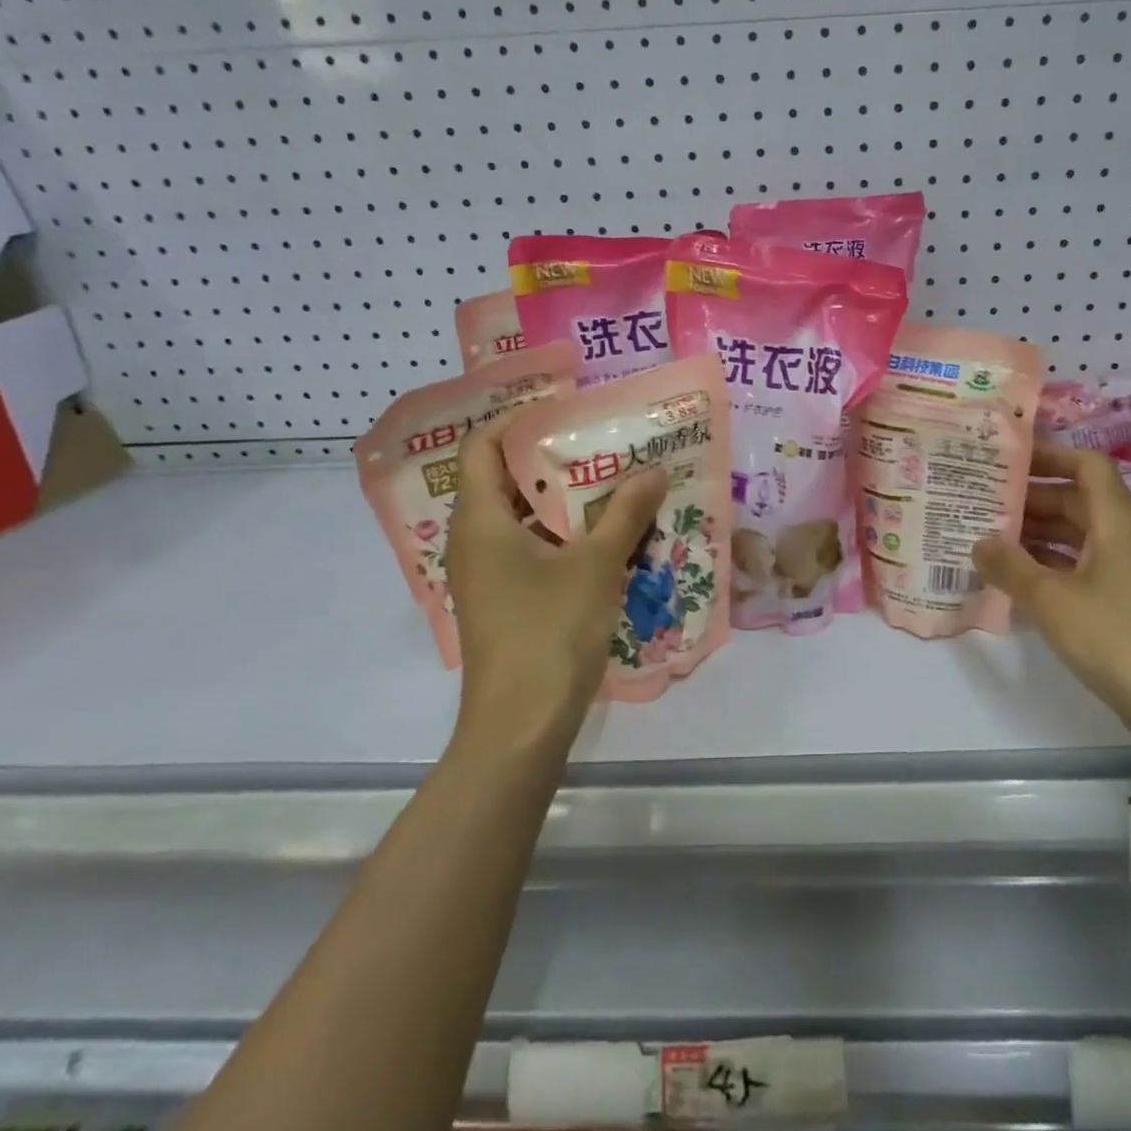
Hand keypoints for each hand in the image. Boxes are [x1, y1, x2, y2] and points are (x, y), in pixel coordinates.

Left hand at [444, 413, 667, 753]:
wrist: (521, 726)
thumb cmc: (549, 633)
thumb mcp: (595, 566)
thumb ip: (626, 514)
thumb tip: (654, 470)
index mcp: (481, 521)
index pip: (481, 447)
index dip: (516, 419)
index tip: (563, 404)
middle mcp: (476, 541)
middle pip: (507, 481)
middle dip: (554, 459)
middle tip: (604, 440)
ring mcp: (490, 575)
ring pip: (525, 519)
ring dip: (567, 501)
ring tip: (616, 481)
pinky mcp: (508, 602)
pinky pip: (535, 551)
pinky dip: (567, 536)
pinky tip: (611, 536)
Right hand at [971, 443, 1130, 727]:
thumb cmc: (1116, 636)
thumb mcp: (1051, 599)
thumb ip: (1010, 566)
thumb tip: (978, 542)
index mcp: (1115, 520)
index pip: (1086, 465)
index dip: (1049, 455)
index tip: (1006, 459)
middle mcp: (1122, 535)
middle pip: (1075, 499)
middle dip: (1029, 497)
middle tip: (979, 500)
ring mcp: (1123, 569)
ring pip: (1074, 535)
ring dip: (1034, 533)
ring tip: (984, 535)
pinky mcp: (1119, 600)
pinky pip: (1076, 565)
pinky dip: (1045, 564)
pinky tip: (1011, 576)